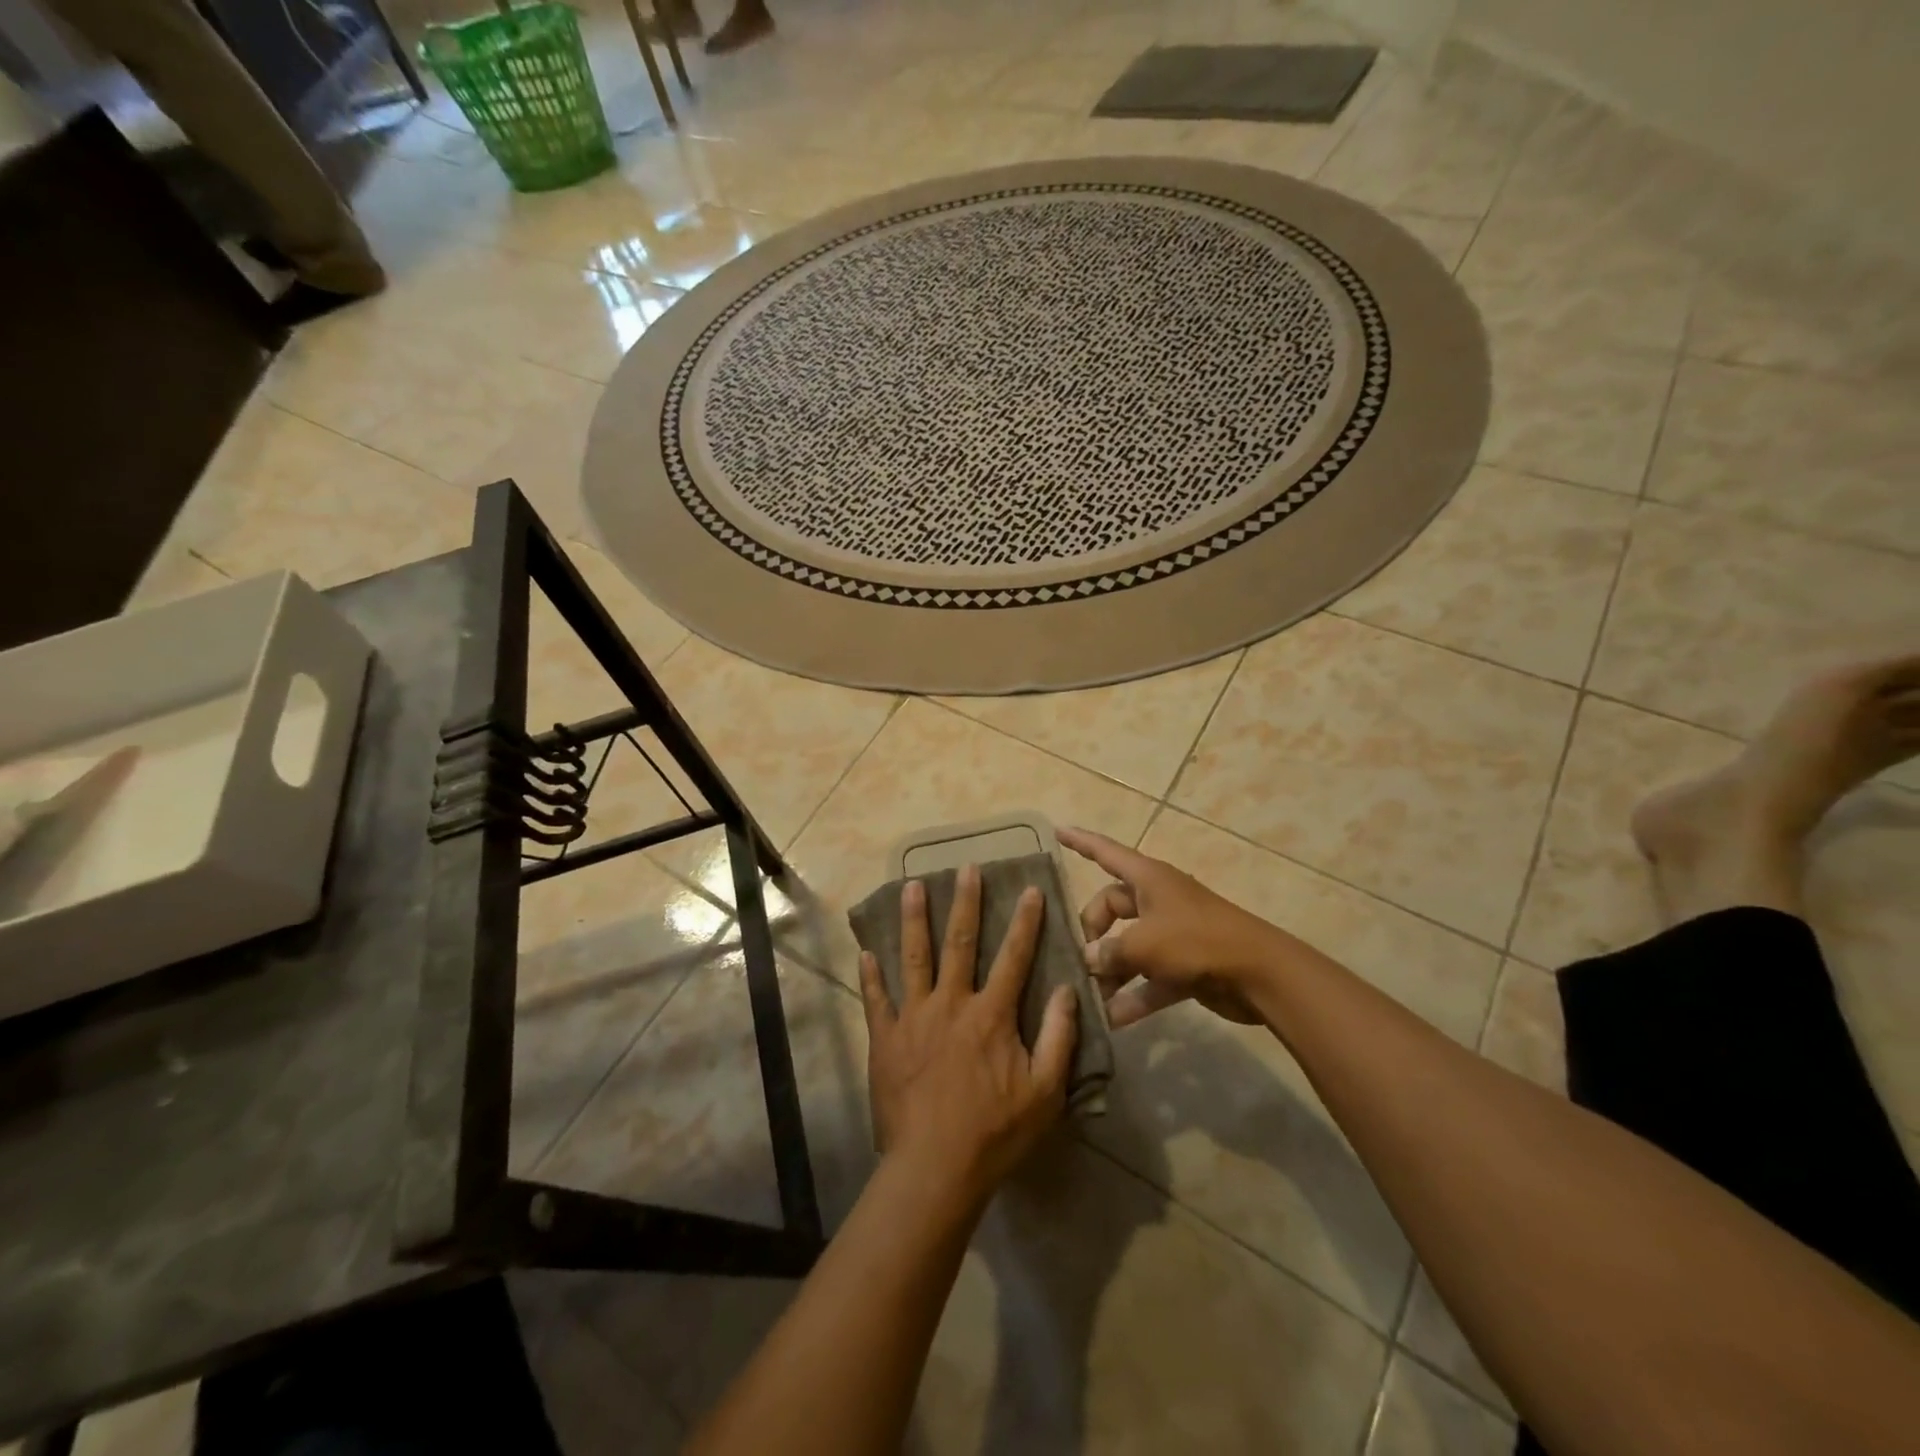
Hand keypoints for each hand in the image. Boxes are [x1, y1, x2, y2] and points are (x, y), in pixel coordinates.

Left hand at [859, 865, 1078, 1205]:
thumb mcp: (1045, 1091)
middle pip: (959, 943)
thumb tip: (1066, 989)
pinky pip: (876, 999)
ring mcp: (913, 1018)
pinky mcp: (885, 1038)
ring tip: (910, 885)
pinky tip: (865, 951)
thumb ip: (1059, 1037)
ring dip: (913, 920)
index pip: (1014, 957)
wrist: (934, 1168)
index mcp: (992, 1015)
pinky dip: (870, 975)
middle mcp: (952, 1004)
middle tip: (965, 867)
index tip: (1029, 889)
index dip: (1025, 922)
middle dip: (964, 902)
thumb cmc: (995, 1132)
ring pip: (913, 958)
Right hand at [1057, 827, 1285, 1028]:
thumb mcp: (1144, 944)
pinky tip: (1111, 1020)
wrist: (1259, 974)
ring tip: (1085, 996)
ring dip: (1109, 971)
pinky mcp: (1184, 966)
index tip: (1056, 831)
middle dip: (1091, 932)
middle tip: (1078, 959)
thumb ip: (1109, 952)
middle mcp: (1157, 900)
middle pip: (1111, 908)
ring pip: (1128, 947)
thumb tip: (1088, 960)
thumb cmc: (1196, 941)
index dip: (1080, 842)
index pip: (1106, 852)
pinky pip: (1149, 978)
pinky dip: (1133, 996)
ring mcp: (1172, 934)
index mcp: (1148, 879)